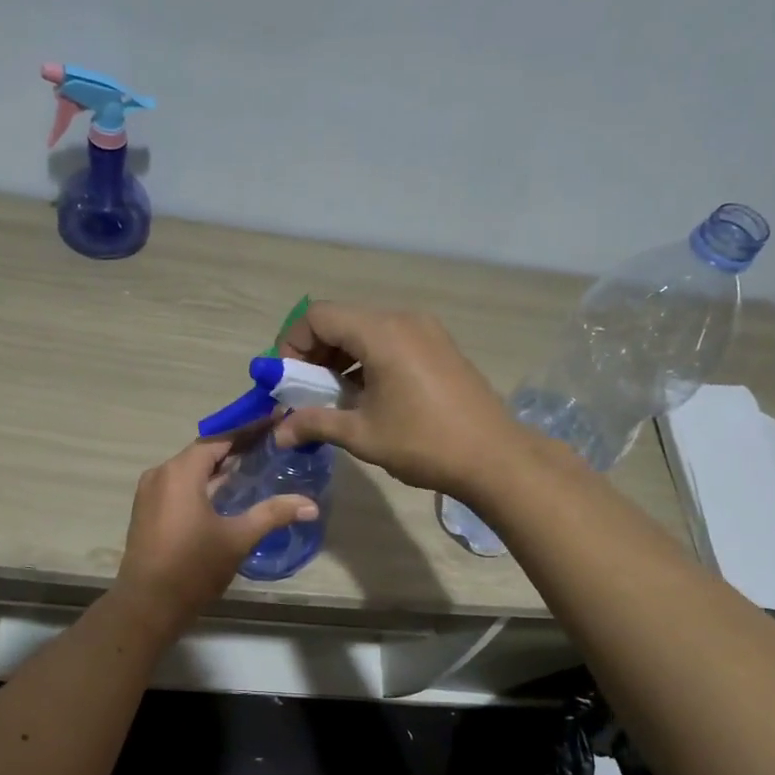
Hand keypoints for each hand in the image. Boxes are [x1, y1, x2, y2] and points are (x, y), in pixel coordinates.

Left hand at [113, 438, 318, 631]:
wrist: (146, 606)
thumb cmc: (192, 567)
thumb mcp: (238, 538)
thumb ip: (273, 514)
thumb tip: (311, 505)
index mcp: (180, 472)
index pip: (220, 439)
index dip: (249, 430)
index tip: (276, 420)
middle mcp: (161, 474)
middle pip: (204, 451)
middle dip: (236, 447)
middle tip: (270, 443)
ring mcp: (150, 493)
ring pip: (190, 469)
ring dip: (219, 466)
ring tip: (254, 464)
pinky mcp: (147, 510)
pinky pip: (179, 485)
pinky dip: (203, 482)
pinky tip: (226, 492)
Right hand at [273, 303, 529, 501]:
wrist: (495, 458)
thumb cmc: (423, 443)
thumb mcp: (361, 434)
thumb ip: (314, 424)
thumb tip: (278, 433)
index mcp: (381, 332)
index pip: (319, 316)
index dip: (293, 344)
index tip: (287, 380)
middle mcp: (403, 319)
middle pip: (342, 320)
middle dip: (315, 353)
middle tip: (305, 392)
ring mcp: (426, 330)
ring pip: (367, 330)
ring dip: (341, 358)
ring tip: (335, 397)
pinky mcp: (440, 346)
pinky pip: (391, 340)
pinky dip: (368, 360)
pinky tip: (367, 395)